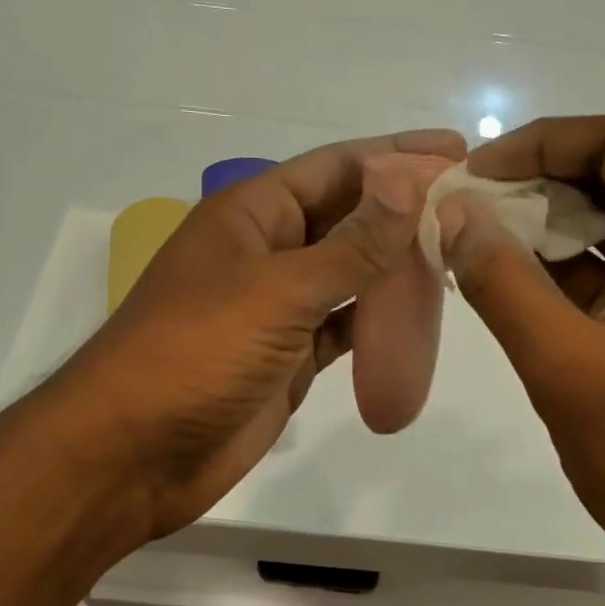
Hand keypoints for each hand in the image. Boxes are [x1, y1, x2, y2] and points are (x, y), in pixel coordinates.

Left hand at [55, 130, 465, 541]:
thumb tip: (409, 181)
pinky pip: (344, 325)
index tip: (457, 150)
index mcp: (251, 213)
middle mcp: (266, 250)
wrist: (133, 455)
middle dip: (402, 207)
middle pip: (346, 217)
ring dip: (396, 263)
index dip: (395, 155)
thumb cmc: (197, 352)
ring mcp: (277, 306)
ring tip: (459, 252)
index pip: (335, 168)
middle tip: (471, 204)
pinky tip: (420, 312)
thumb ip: (352, 244)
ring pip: (349, 272)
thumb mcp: (279, 290)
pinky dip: (378, 318)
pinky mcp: (288, 356)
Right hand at [435, 114, 604, 605]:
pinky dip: (568, 265)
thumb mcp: (566, 370)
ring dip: (549, 224)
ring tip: (480, 243)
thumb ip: (503, 284)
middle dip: (540, 182)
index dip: (543, 143)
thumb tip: (453, 214)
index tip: (477, 175)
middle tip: (469, 209)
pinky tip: (514, 282)